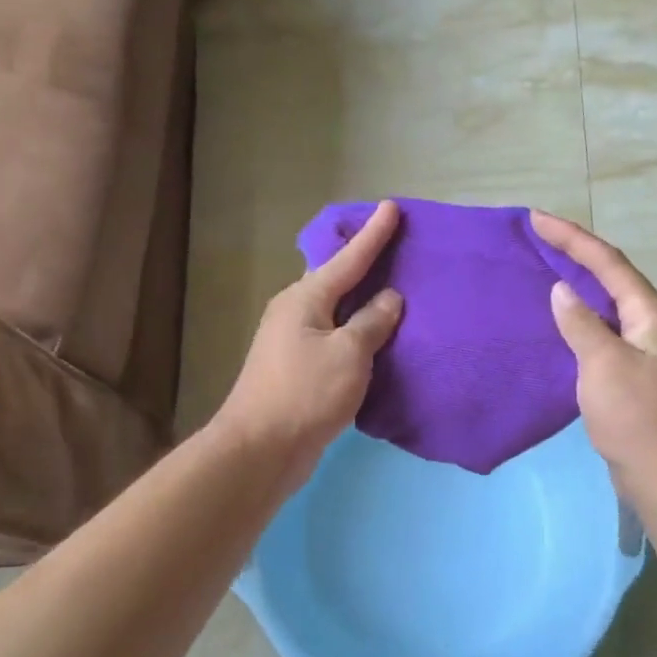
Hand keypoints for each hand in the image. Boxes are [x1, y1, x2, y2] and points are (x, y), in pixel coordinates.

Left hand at [214, 200, 403, 486]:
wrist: (261, 449)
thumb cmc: (306, 393)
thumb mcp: (349, 354)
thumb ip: (372, 322)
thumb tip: (389, 298)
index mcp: (305, 299)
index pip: (347, 259)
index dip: (373, 235)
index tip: (390, 207)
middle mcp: (294, 313)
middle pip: (336, 281)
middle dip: (364, 264)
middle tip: (395, 248)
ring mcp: (292, 343)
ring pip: (335, 313)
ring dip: (361, 303)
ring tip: (393, 291)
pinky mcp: (297, 371)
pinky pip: (334, 340)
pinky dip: (356, 334)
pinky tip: (375, 339)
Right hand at [530, 210, 656, 488]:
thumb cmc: (636, 417)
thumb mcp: (603, 365)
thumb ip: (581, 323)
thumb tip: (562, 291)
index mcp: (653, 315)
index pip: (609, 263)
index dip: (573, 238)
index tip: (537, 219)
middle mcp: (654, 324)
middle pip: (612, 278)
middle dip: (576, 254)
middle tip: (538, 238)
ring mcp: (646, 350)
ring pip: (608, 305)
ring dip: (578, 284)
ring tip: (544, 269)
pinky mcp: (635, 373)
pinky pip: (603, 331)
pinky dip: (580, 318)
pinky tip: (560, 322)